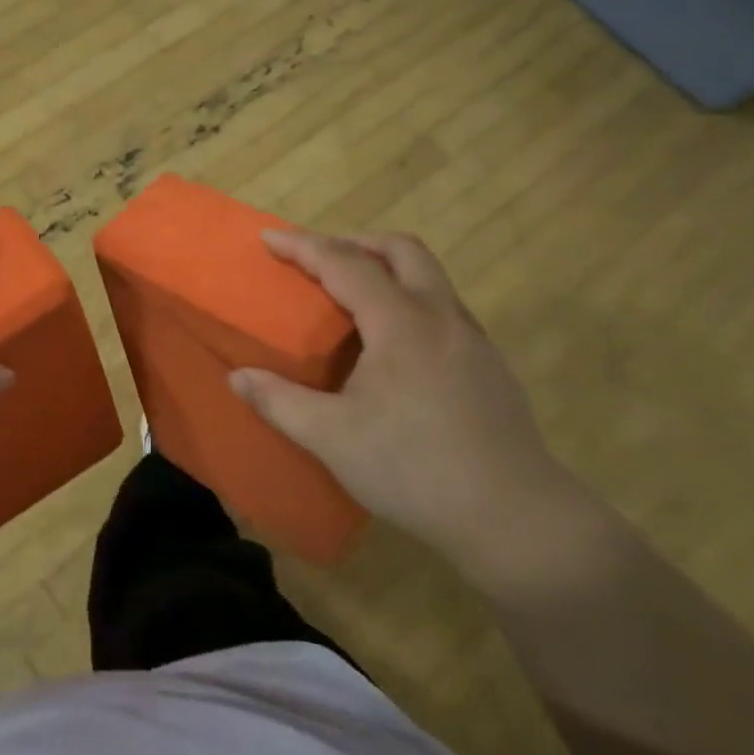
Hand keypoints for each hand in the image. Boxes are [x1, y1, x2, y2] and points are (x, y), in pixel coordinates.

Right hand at [229, 230, 576, 571]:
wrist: (515, 517)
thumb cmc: (414, 469)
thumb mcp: (331, 438)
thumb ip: (279, 401)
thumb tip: (237, 377)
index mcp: (401, 323)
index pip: (345, 264)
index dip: (303, 246)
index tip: (268, 237)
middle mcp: (441, 317)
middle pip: (402, 250)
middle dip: (354, 242)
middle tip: (318, 260)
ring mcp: (472, 340)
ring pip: (429, 277)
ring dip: (386, 268)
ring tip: (350, 298)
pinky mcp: (489, 365)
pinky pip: (442, 307)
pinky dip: (408, 300)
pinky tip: (390, 346)